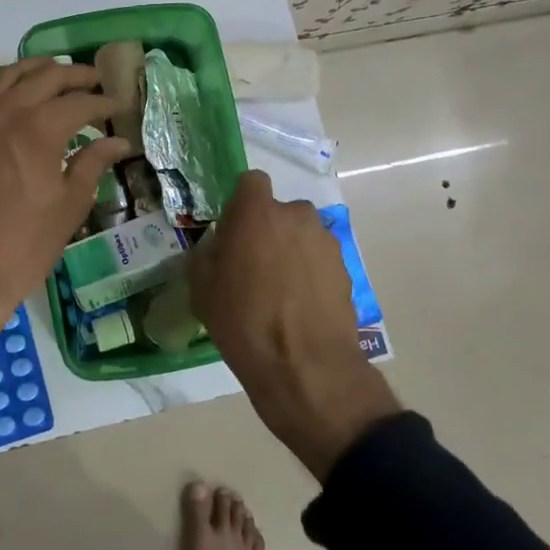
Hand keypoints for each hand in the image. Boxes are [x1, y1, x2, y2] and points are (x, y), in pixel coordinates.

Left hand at [0, 58, 129, 371]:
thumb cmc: (26, 243)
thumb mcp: (71, 204)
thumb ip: (94, 163)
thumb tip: (119, 141)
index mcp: (40, 127)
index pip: (80, 102)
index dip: (104, 103)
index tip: (120, 106)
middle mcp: (8, 111)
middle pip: (46, 76)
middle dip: (76, 76)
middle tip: (97, 82)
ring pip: (11, 74)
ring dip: (39, 70)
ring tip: (60, 76)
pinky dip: (11, 86)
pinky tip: (24, 100)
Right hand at [189, 171, 399, 479]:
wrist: (304, 368)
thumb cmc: (242, 321)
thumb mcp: (202, 289)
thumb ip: (208, 255)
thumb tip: (218, 248)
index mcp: (257, 211)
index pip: (251, 182)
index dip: (242, 204)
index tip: (234, 231)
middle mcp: (296, 215)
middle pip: (279, 212)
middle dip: (269, 231)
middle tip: (255, 266)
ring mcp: (326, 242)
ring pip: (302, 236)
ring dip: (292, 252)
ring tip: (280, 293)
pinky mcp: (346, 269)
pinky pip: (320, 261)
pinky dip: (311, 275)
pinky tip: (300, 308)